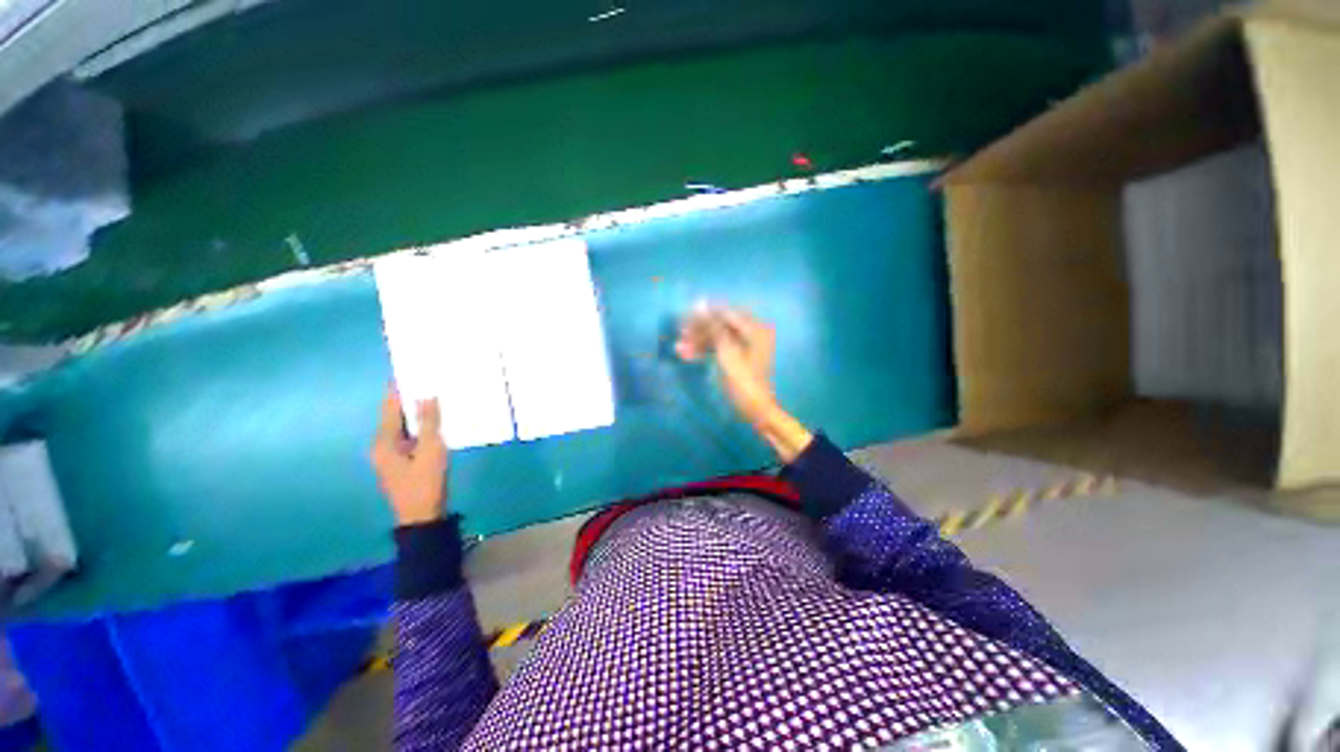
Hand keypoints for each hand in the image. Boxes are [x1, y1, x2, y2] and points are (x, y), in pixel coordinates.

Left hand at [371, 388, 448, 525]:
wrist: (422, 516)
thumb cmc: (425, 483)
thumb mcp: (432, 450)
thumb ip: (430, 422)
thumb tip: (427, 396)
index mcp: (385, 441)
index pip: (390, 406)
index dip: (399, 388)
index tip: (410, 370)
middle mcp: (383, 444)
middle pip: (395, 415)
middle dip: (410, 397)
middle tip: (429, 380)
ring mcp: (392, 454)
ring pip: (404, 425)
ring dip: (417, 411)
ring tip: (435, 394)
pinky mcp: (403, 461)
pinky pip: (411, 435)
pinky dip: (422, 425)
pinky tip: (437, 420)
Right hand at [675, 304, 812, 462]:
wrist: (753, 409)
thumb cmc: (743, 380)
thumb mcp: (727, 352)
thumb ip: (713, 327)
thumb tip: (699, 304)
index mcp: (755, 328)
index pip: (726, 312)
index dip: (705, 313)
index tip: (684, 314)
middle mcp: (751, 332)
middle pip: (721, 324)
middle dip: (700, 329)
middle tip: (680, 333)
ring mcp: (744, 346)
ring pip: (717, 337)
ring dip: (698, 342)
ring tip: (679, 348)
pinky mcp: (736, 357)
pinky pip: (718, 348)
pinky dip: (704, 351)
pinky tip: (687, 355)